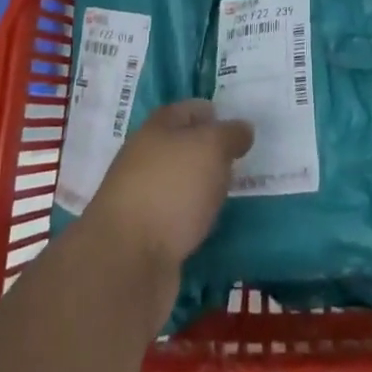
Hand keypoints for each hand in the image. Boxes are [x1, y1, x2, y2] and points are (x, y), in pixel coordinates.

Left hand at [81, 100, 253, 269]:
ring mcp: (143, 198)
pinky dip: (194, 219)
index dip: (215, 113)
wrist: (126, 262)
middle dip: (211, 152)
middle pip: (184, 147)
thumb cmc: (171, 189)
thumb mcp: (211, 148)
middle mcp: (146, 157)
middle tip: (244, 161)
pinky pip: (178, 218)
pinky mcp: (145, 237)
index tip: (242, 126)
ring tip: (234, 193)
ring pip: (181, 184)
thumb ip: (230, 134)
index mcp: (157, 128)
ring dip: (204, 188)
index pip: (190, 109)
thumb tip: (243, 129)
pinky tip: (213, 225)